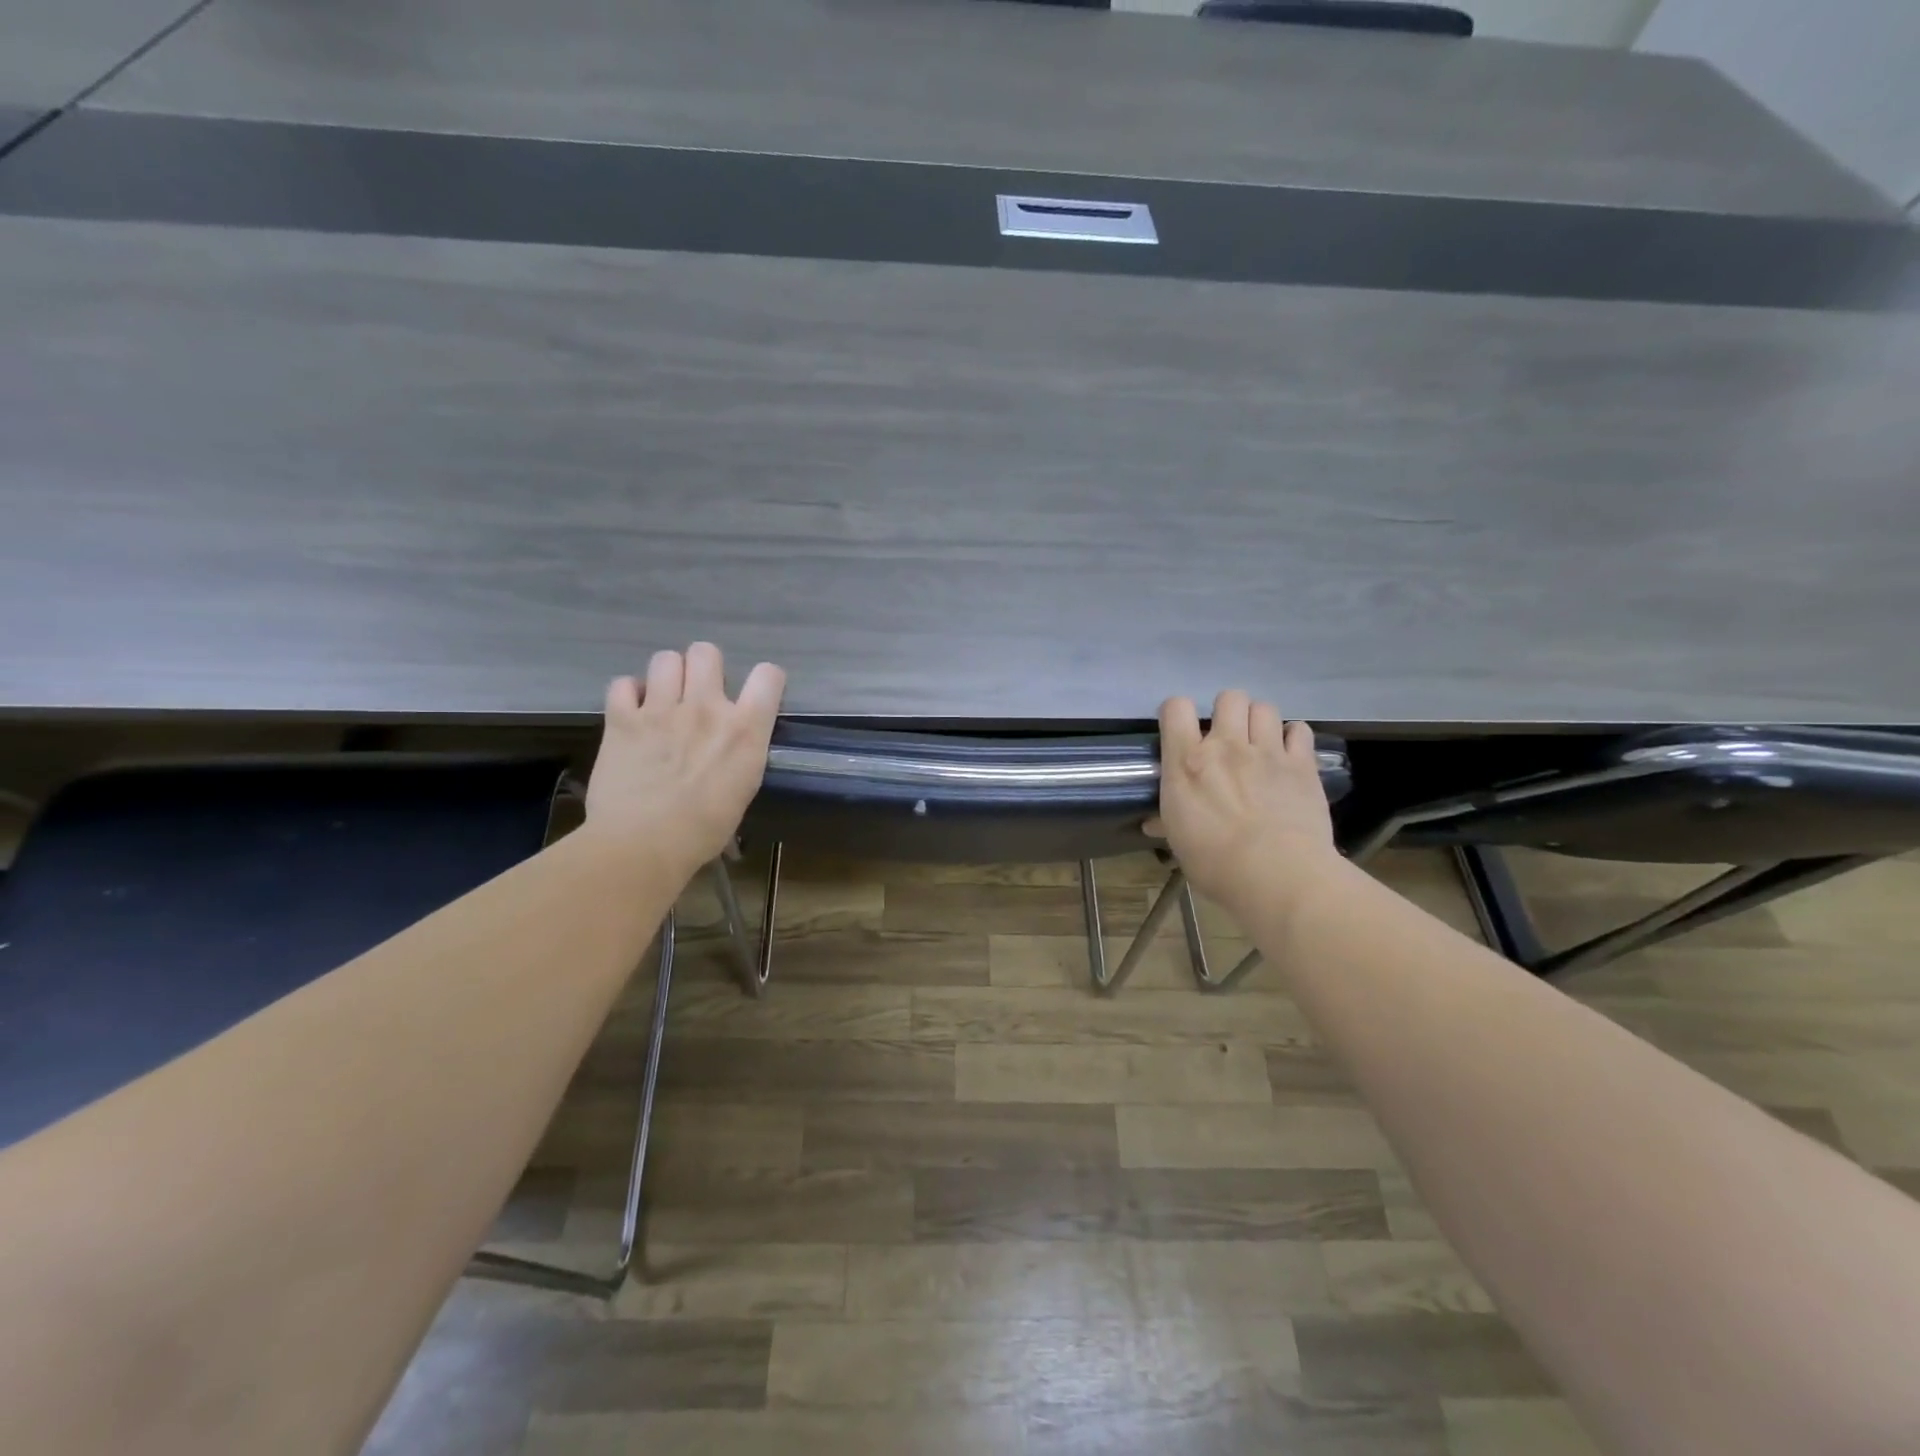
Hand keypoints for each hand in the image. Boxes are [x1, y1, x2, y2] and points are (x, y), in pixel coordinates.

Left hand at [584, 643, 785, 879]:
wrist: (643, 845)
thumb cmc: (703, 830)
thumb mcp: (743, 788)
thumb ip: (741, 751)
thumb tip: (732, 742)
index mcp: (744, 729)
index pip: (768, 676)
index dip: (764, 680)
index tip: (755, 695)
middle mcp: (706, 708)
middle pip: (707, 652)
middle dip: (703, 668)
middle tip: (697, 694)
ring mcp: (661, 710)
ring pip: (665, 659)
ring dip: (666, 677)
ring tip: (662, 701)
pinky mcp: (622, 719)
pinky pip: (623, 684)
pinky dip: (628, 694)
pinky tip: (631, 713)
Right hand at [1149, 690, 1339, 917]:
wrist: (1277, 874)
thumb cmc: (1215, 863)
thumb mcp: (1179, 842)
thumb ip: (1168, 822)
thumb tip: (1152, 823)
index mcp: (1187, 762)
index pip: (1176, 708)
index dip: (1177, 713)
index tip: (1181, 731)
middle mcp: (1226, 746)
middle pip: (1228, 698)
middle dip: (1227, 712)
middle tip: (1228, 737)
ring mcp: (1267, 751)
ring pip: (1264, 707)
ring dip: (1259, 721)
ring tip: (1259, 742)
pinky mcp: (1302, 764)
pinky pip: (1299, 730)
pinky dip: (1293, 737)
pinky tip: (1289, 754)